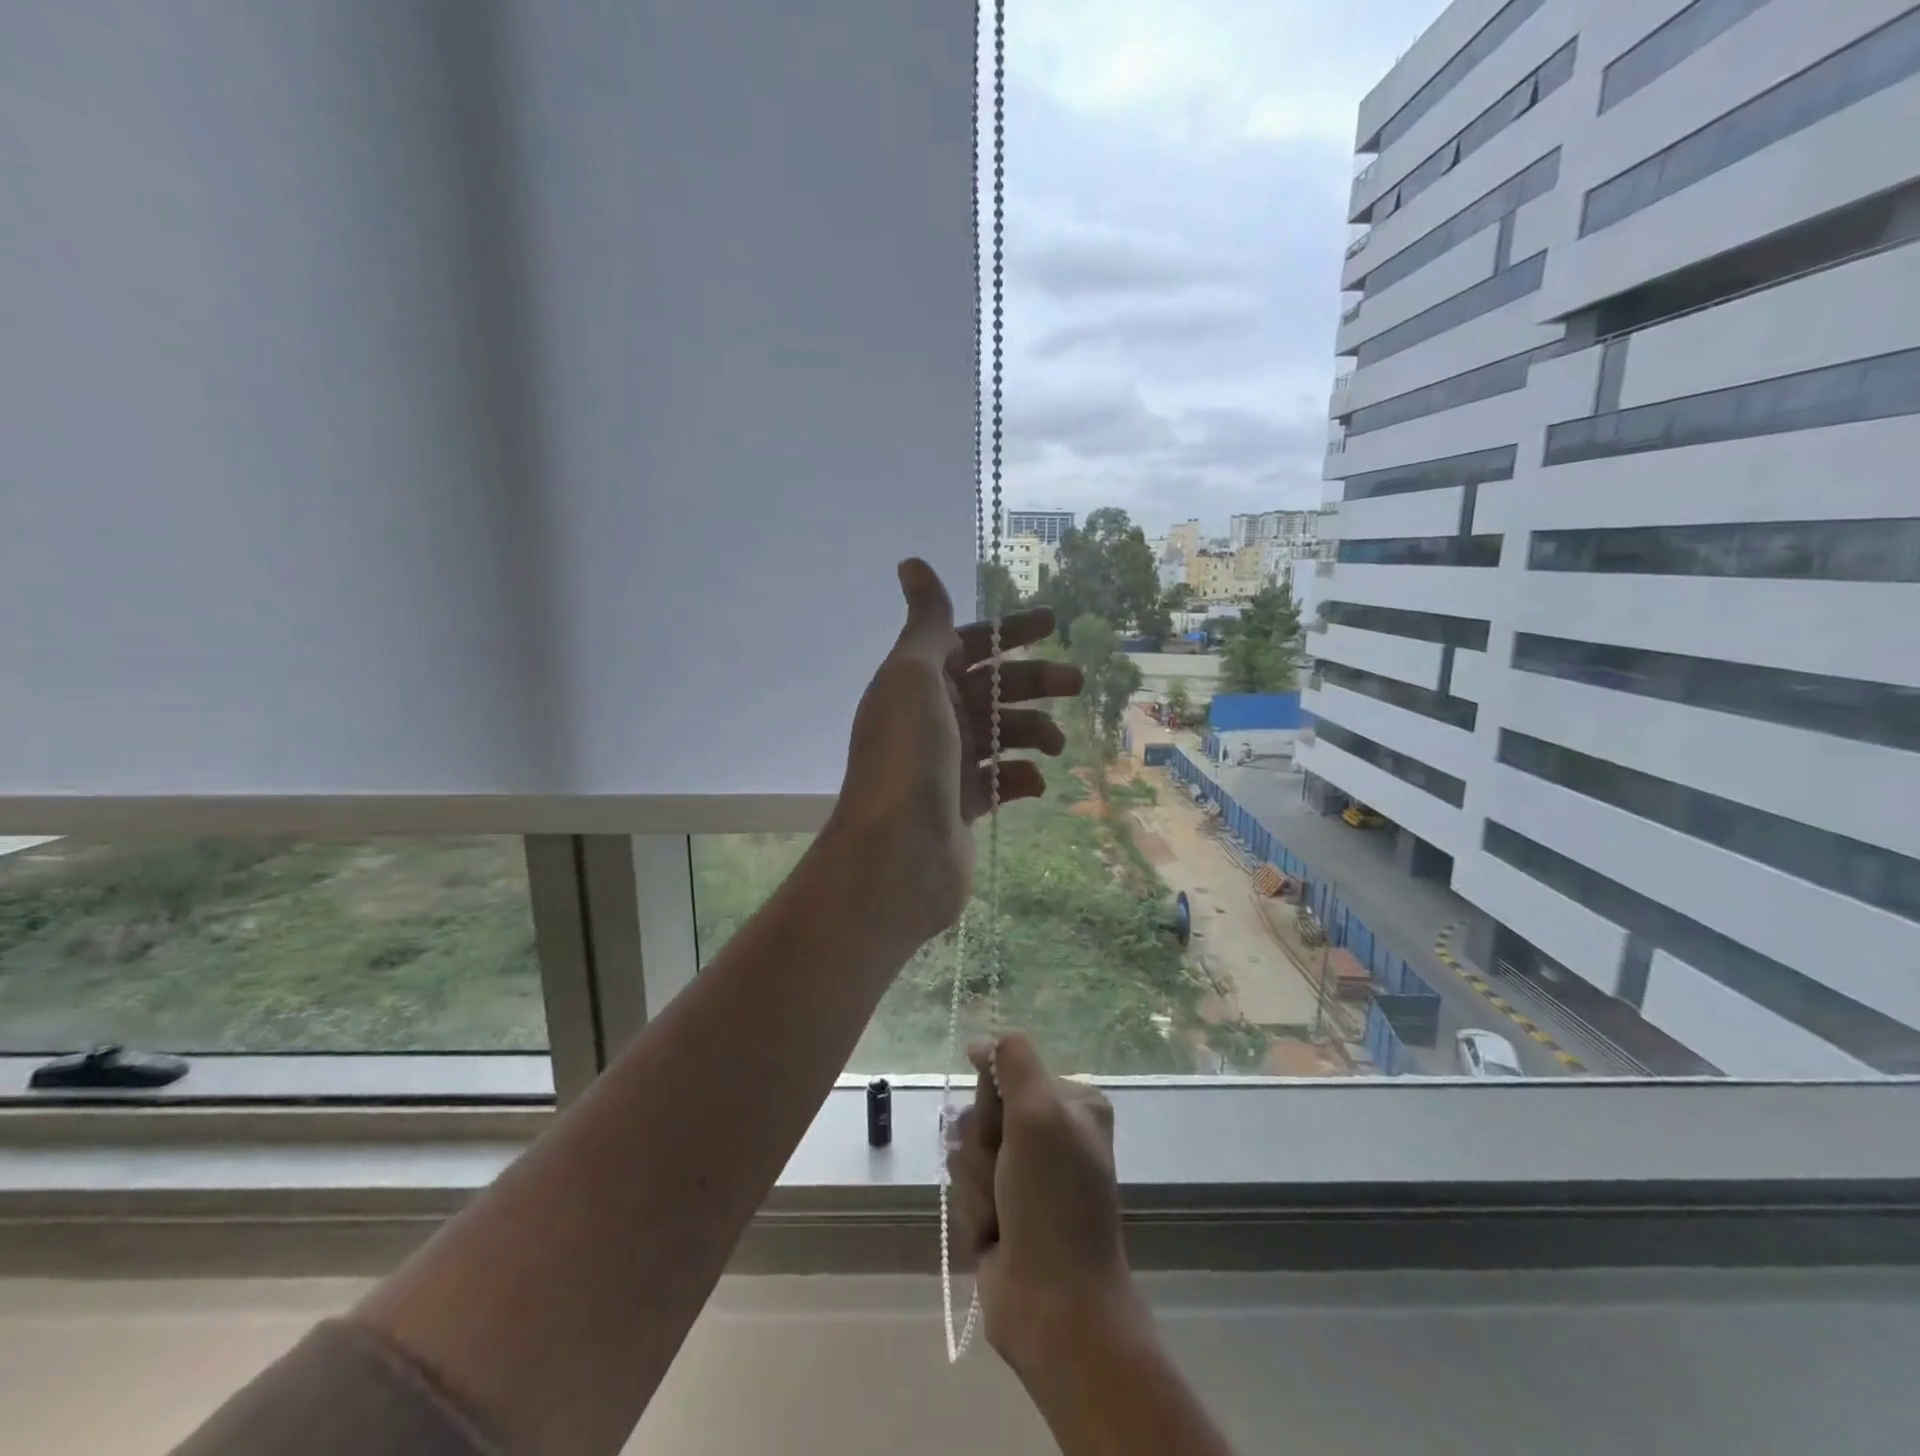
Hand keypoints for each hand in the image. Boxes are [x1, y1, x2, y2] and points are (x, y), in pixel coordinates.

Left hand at [827, 560, 1081, 940]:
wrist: (897, 854)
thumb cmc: (909, 755)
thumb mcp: (914, 675)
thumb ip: (926, 622)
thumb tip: (910, 562)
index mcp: (916, 682)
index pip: (968, 644)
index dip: (1008, 631)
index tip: (1053, 623)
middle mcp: (930, 718)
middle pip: (992, 688)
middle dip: (1034, 681)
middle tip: (1076, 682)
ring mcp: (946, 764)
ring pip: (1001, 734)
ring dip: (1033, 731)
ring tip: (1054, 745)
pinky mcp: (962, 806)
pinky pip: (1002, 781)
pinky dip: (1021, 778)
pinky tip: (1035, 783)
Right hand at [947, 1033, 1147, 1378]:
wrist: (1056, 1306)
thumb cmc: (1054, 1201)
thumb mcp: (1040, 1113)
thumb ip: (1013, 1060)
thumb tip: (982, 1043)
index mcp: (1072, 1102)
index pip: (1006, 1068)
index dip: (992, 1096)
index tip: (1000, 1122)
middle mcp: (1051, 1131)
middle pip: (983, 1109)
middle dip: (983, 1145)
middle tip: (1006, 1175)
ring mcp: (1026, 1173)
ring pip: (969, 1150)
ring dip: (977, 1182)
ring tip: (1001, 1214)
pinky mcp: (1003, 1209)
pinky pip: (965, 1188)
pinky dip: (974, 1210)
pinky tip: (993, 1235)